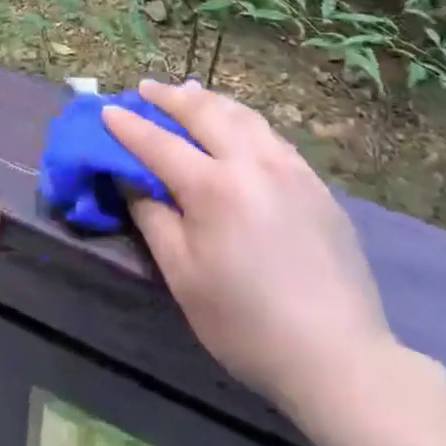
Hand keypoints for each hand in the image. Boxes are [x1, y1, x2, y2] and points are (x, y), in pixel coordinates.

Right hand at [103, 79, 396, 412]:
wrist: (338, 356)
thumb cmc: (246, 324)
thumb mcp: (183, 276)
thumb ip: (153, 218)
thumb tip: (130, 178)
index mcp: (213, 187)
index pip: (159, 143)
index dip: (129, 126)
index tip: (107, 110)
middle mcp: (252, 162)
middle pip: (203, 112)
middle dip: (169, 97)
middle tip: (145, 88)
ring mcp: (289, 167)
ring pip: (242, 114)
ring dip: (208, 99)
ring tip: (189, 92)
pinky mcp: (315, 182)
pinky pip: (270, 134)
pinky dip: (242, 119)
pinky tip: (237, 124)